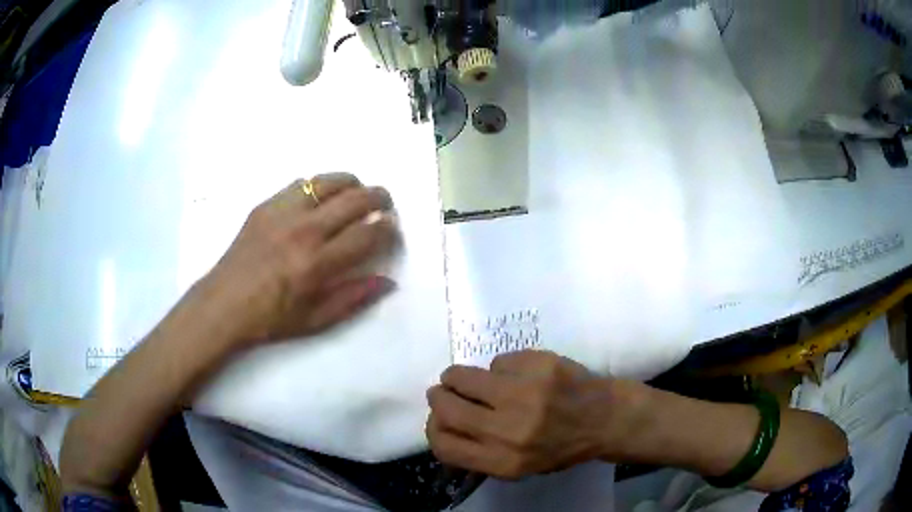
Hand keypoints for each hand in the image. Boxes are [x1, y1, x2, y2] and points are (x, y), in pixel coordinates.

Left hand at [194, 173, 398, 349]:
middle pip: (355, 199)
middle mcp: (303, 230)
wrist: (223, 304)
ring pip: (328, 181)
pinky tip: (320, 199)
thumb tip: (388, 282)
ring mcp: (282, 212)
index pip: (367, 235)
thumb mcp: (316, 320)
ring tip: (357, 194)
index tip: (392, 230)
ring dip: (352, 184)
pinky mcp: (265, 205)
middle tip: (385, 205)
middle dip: (379, 198)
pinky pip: (300, 183)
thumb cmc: (270, 319)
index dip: (388, 230)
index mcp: (317, 264)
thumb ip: (355, 298)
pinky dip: (319, 186)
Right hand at [426, 351, 635, 479]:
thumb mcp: (520, 468)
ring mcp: (524, 393)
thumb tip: (442, 430)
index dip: (433, 429)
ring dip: (460, 377)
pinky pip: (498, 361)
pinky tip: (520, 375)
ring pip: (462, 376)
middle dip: (440, 396)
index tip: (439, 419)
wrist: (606, 418)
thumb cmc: (562, 447)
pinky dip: (502, 368)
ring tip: (474, 379)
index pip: (443, 445)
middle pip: (445, 407)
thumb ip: (480, 455)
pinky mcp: (538, 364)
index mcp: (504, 462)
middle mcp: (509, 430)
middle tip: (446, 391)